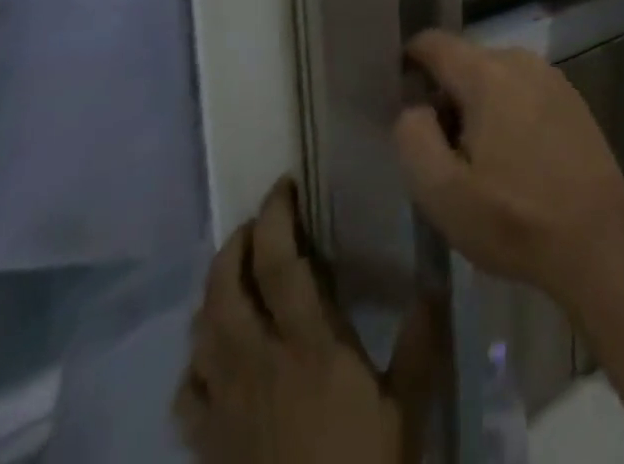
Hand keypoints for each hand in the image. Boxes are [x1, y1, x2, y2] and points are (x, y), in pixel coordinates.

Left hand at [177, 179, 439, 463]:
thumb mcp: (407, 407)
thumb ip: (421, 340)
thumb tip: (436, 280)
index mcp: (308, 345)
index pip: (280, 263)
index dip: (277, 216)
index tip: (284, 185)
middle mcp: (258, 363)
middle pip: (227, 287)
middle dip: (237, 243)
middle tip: (259, 222)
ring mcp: (226, 406)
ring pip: (202, 331)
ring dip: (214, 289)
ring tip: (235, 271)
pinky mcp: (207, 446)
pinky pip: (187, 392)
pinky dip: (195, 361)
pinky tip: (211, 355)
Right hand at [395, 30, 623, 297]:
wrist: (598, 240)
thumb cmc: (514, 219)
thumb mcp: (443, 193)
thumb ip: (414, 139)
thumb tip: (414, 108)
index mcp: (487, 73)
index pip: (434, 43)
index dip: (409, 62)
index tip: (397, 97)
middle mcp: (520, 61)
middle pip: (465, 62)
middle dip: (444, 97)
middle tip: (439, 154)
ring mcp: (551, 78)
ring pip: (495, 79)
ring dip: (477, 109)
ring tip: (476, 164)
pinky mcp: (572, 100)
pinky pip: (523, 92)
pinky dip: (507, 114)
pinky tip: (513, 162)